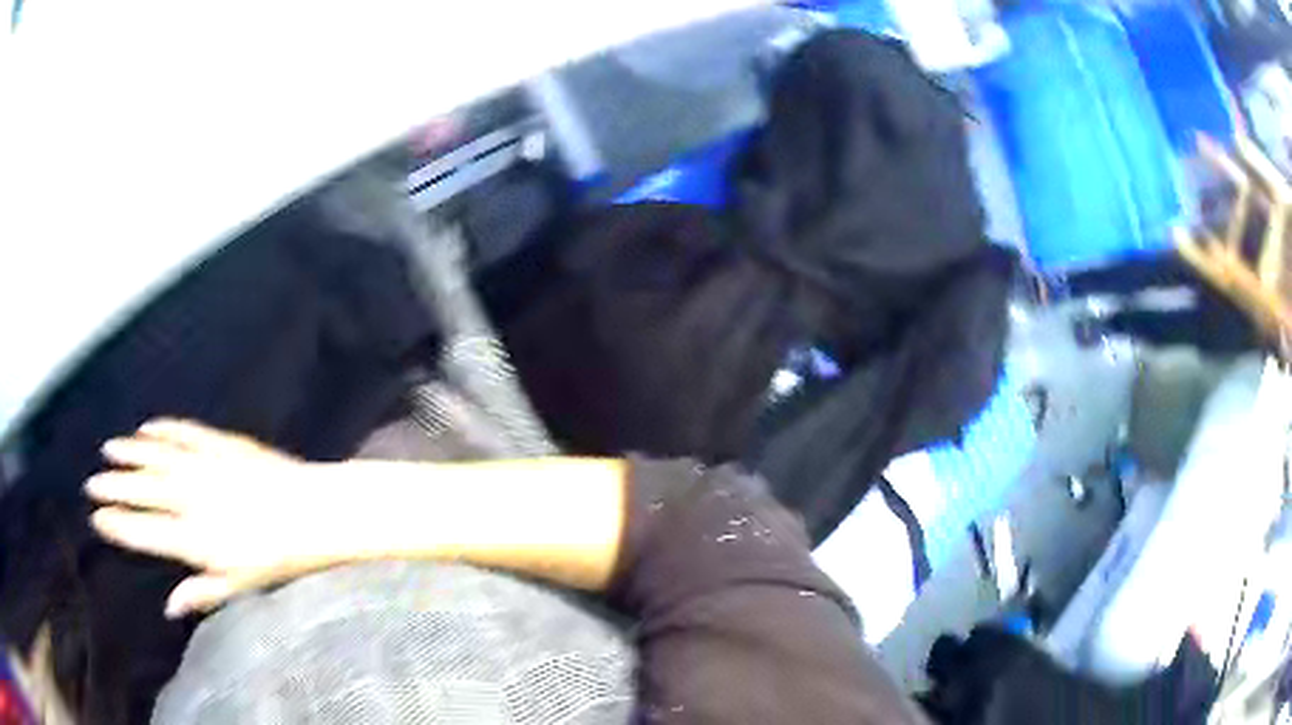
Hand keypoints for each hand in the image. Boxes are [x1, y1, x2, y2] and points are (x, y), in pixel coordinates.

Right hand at [86, 419, 344, 617]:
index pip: (143, 531)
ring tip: (108, 450)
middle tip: (92, 484)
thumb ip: (201, 594)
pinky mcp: (219, 443)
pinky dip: (162, 429)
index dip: (117, 525)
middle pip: (141, 490)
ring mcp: (202, 466)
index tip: (97, 519)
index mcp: (192, 538)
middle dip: (113, 487)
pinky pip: (182, 432)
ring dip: (129, 452)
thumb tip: (170, 609)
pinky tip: (146, 428)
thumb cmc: (278, 558)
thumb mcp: (239, 586)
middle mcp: (189, 499)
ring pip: (155, 456)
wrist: (312, 512)